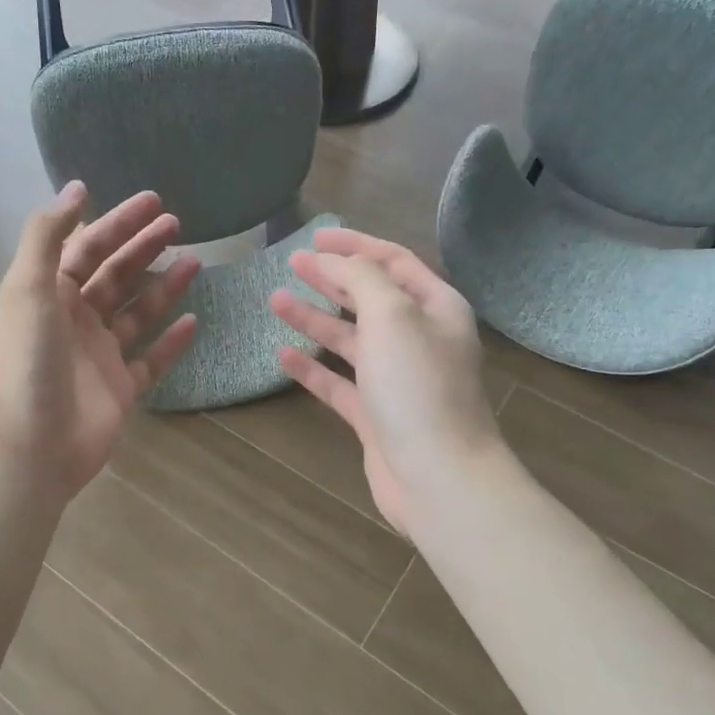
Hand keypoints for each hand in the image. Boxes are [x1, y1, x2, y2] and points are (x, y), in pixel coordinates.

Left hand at [0, 183, 198, 500]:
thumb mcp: (28, 289)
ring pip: (137, 312)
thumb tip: (77, 188)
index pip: (88, 247)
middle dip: (143, 247)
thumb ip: (48, 235)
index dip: (118, 222)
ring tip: (196, 261)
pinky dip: (172, 341)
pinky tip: (195, 320)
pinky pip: (152, 359)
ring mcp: (100, 356)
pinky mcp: (121, 389)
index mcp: (49, 294)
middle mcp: (75, 320)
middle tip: (177, 223)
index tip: (153, 201)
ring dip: (164, 286)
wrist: (33, 446)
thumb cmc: (29, 363)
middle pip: (115, 274)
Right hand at [270, 228, 500, 538]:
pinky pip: (338, 382)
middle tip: (292, 263)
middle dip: (332, 278)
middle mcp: (419, 339)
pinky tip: (283, 355)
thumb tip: (336, 259)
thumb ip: (362, 278)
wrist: (438, 476)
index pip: (393, 262)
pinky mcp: (375, 416)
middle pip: (370, 298)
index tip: (315, 237)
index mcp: (435, 308)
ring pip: (350, 339)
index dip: (354, 245)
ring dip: (315, 318)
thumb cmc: (418, 386)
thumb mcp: (392, 315)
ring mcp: (396, 380)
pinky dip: (312, 368)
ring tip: (276, 300)